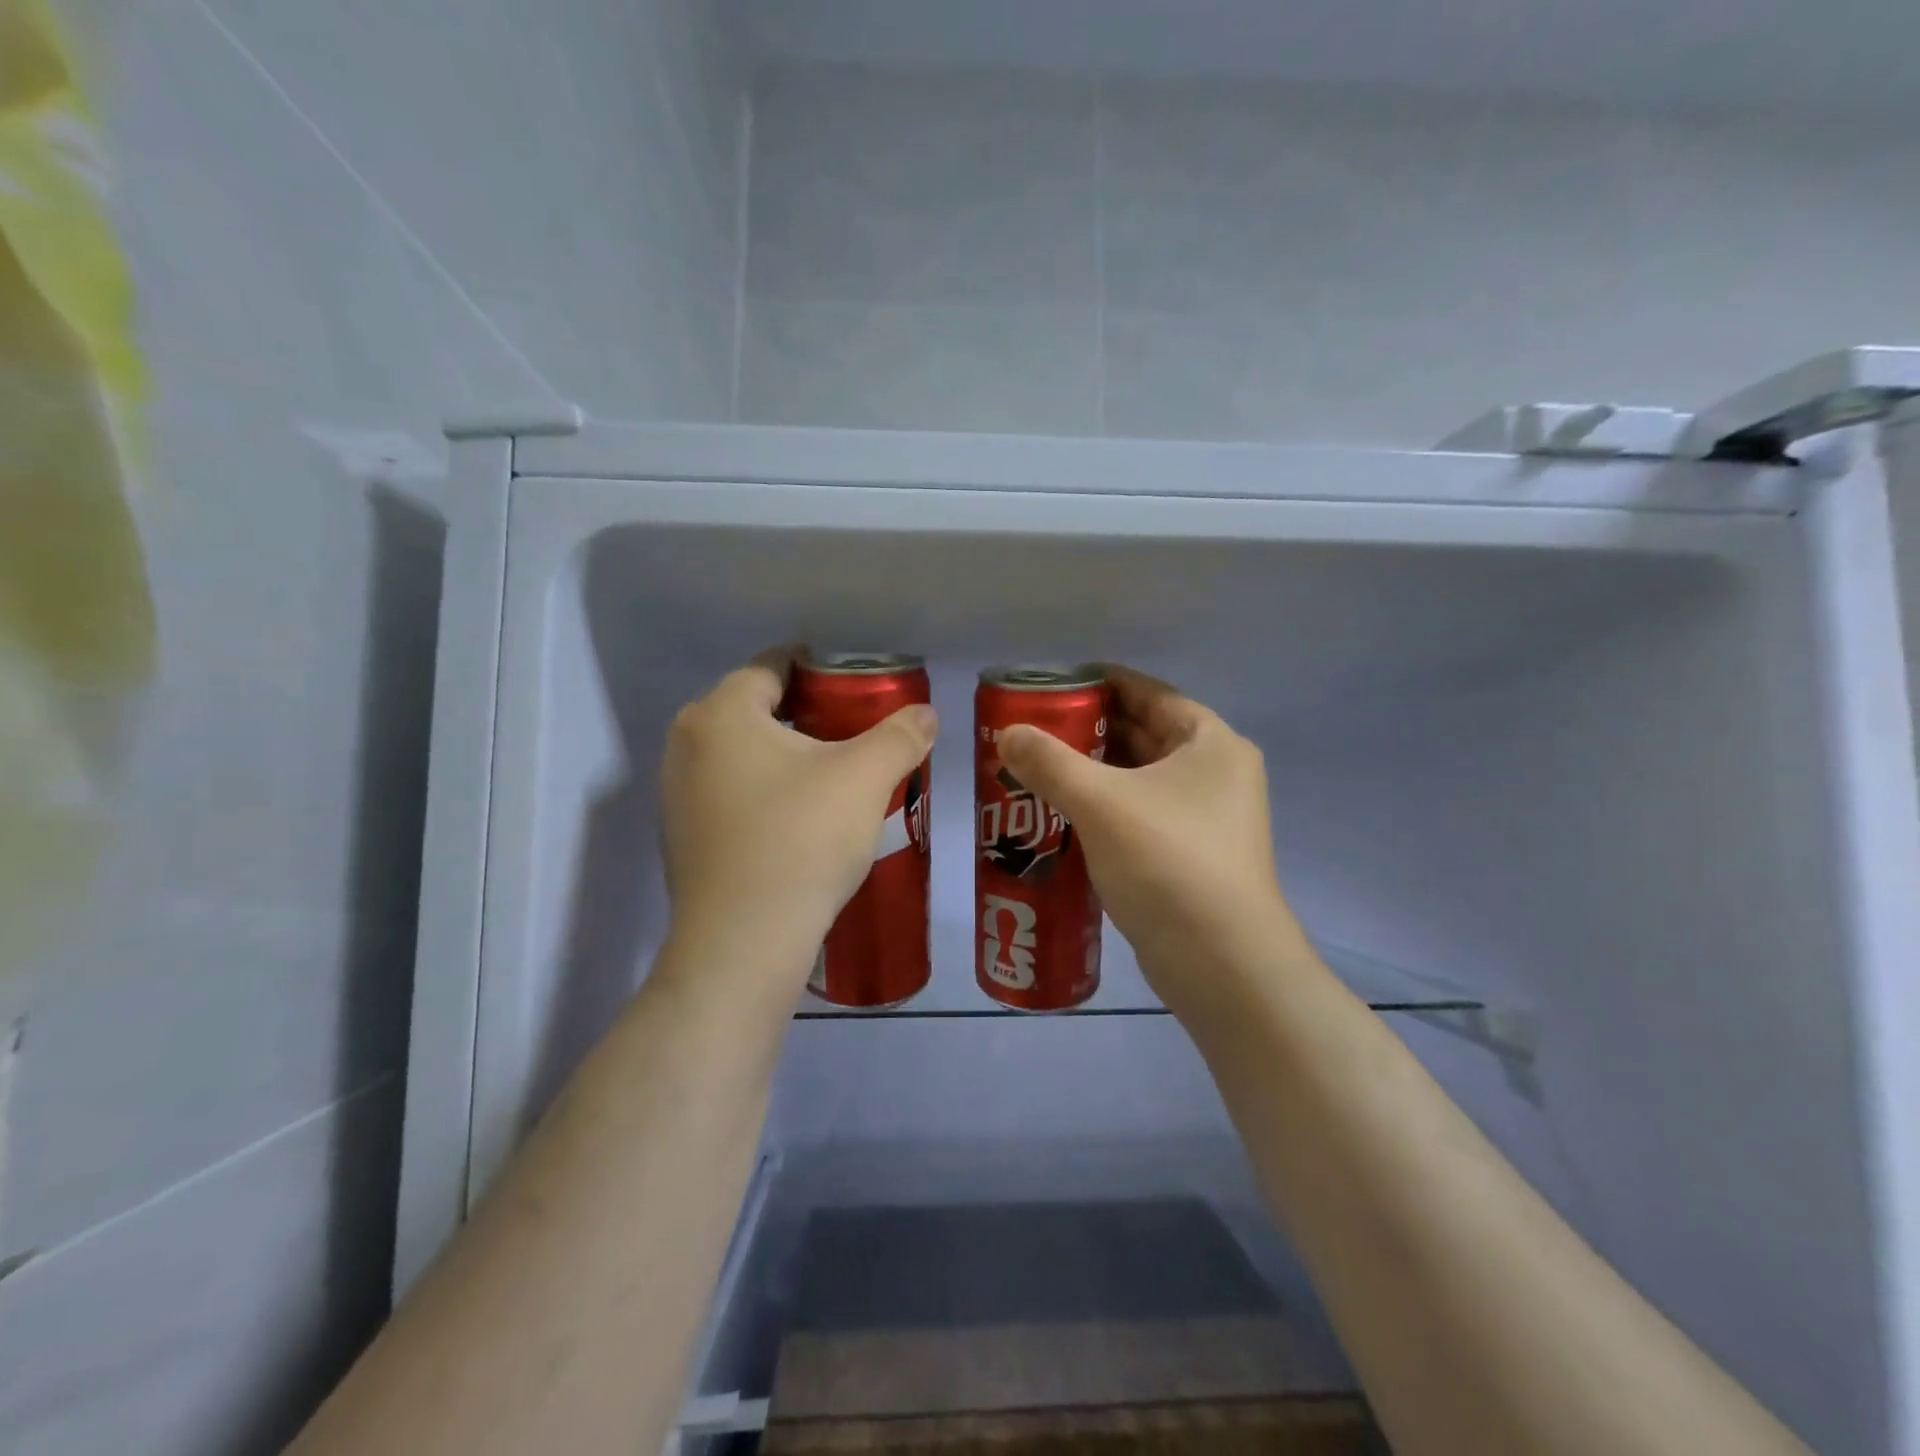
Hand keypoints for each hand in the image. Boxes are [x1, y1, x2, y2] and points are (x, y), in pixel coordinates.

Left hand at [659, 649, 937, 994]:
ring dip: (784, 754)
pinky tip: (800, 817)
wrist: (744, 942)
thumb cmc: (802, 839)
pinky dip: (764, 790)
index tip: (856, 683)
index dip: (818, 666)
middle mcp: (686, 743)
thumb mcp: (864, 778)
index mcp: (721, 713)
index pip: (771, 665)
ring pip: (741, 753)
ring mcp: (677, 793)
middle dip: (805, 711)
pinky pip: (730, 792)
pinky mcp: (683, 836)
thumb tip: (926, 713)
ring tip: (834, 773)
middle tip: (854, 730)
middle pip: (754, 708)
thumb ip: (900, 736)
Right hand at [995, 666, 1305, 1018]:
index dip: (1098, 683)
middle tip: (1031, 732)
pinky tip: (1060, 818)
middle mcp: (1217, 774)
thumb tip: (1007, 733)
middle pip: (1143, 735)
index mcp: (1211, 743)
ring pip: (1139, 780)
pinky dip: (1104, 811)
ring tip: (1035, 772)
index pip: (1148, 693)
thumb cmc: (1167, 862)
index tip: (1049, 686)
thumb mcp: (1100, 802)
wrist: (1221, 965)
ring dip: (1092, 775)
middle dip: (1087, 732)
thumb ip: (1049, 761)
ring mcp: (1208, 820)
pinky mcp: (1192, 858)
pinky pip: (1140, 817)